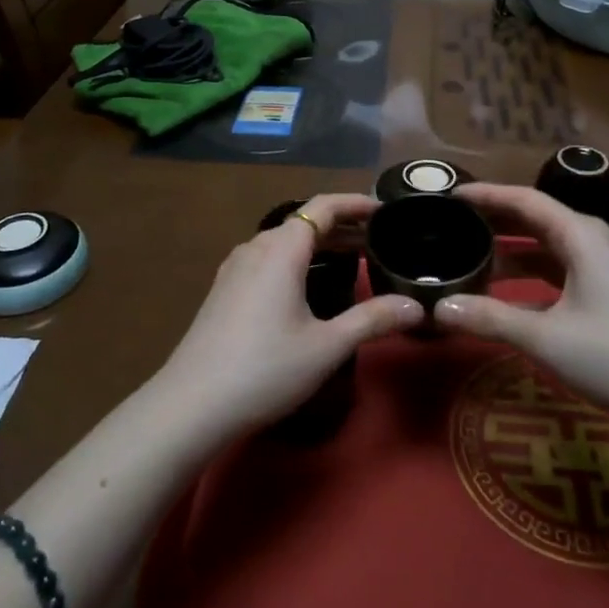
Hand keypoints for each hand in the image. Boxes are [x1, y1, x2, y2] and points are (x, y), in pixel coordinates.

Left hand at [155, 194, 423, 437]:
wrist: (191, 405)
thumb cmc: (265, 369)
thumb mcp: (327, 346)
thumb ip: (372, 320)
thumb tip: (416, 307)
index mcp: (281, 249)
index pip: (324, 206)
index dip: (356, 203)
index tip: (385, 210)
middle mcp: (256, 246)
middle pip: (304, 223)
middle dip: (343, 226)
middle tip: (379, 241)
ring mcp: (235, 267)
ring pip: (285, 241)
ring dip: (319, 244)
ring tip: (350, 261)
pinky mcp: (224, 288)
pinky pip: (268, 258)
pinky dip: (296, 260)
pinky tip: (307, 286)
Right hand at [434, 184, 608, 430]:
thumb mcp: (545, 338)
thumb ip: (490, 319)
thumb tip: (439, 308)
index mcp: (578, 234)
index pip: (522, 199)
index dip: (485, 194)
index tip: (450, 195)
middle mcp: (589, 241)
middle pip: (533, 218)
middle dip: (494, 218)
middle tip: (452, 221)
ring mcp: (601, 268)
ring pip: (545, 246)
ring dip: (510, 250)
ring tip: (471, 256)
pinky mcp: (606, 294)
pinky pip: (557, 270)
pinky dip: (529, 275)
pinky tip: (506, 296)